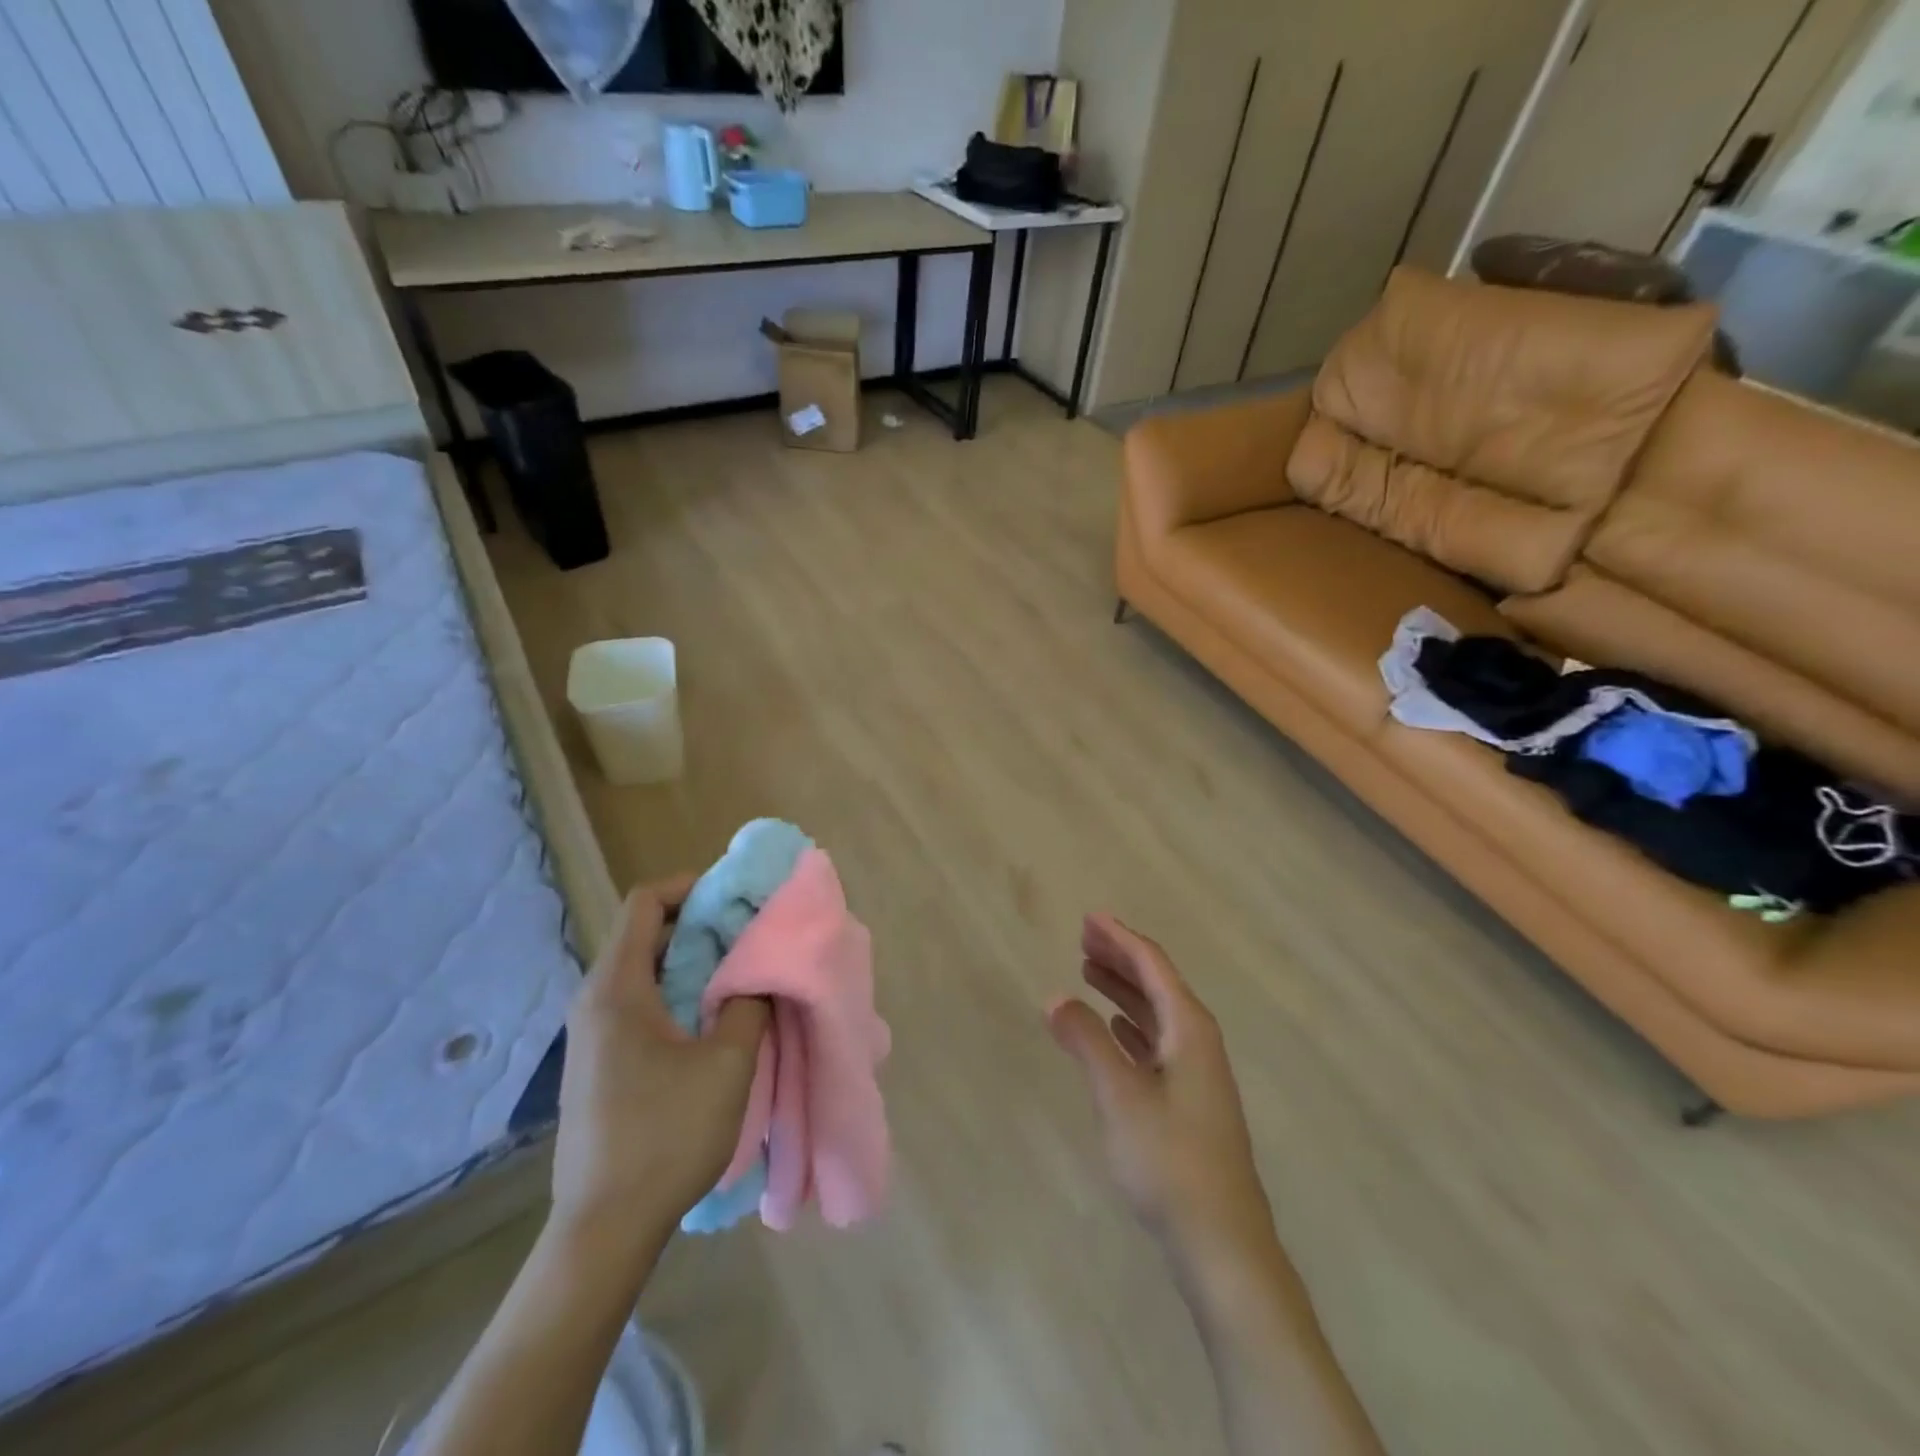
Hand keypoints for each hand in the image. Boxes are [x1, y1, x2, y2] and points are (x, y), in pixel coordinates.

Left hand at [551, 879, 768, 1256]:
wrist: (603, 1229)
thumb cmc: (666, 1135)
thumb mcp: (727, 1063)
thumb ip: (748, 1002)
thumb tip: (758, 970)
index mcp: (617, 988)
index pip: (645, 902)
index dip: (692, 887)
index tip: (737, 898)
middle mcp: (595, 1000)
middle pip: (645, 932)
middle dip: (700, 922)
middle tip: (750, 933)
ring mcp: (592, 1033)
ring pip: (645, 969)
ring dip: (693, 960)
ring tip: (740, 972)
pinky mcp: (598, 1061)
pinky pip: (639, 1001)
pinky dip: (677, 990)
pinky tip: (711, 1018)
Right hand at [1047, 914, 1273, 1256]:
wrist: (1222, 1244)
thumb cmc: (1169, 1160)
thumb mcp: (1119, 1095)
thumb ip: (1086, 1041)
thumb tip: (1055, 998)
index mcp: (1189, 1029)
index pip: (1152, 966)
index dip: (1120, 938)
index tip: (1090, 918)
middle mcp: (1198, 1042)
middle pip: (1157, 984)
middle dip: (1120, 958)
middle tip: (1083, 938)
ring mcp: (1197, 1074)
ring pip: (1156, 1014)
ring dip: (1123, 990)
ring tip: (1088, 972)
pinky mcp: (1190, 1102)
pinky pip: (1156, 1042)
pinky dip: (1131, 1026)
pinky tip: (1114, 1028)